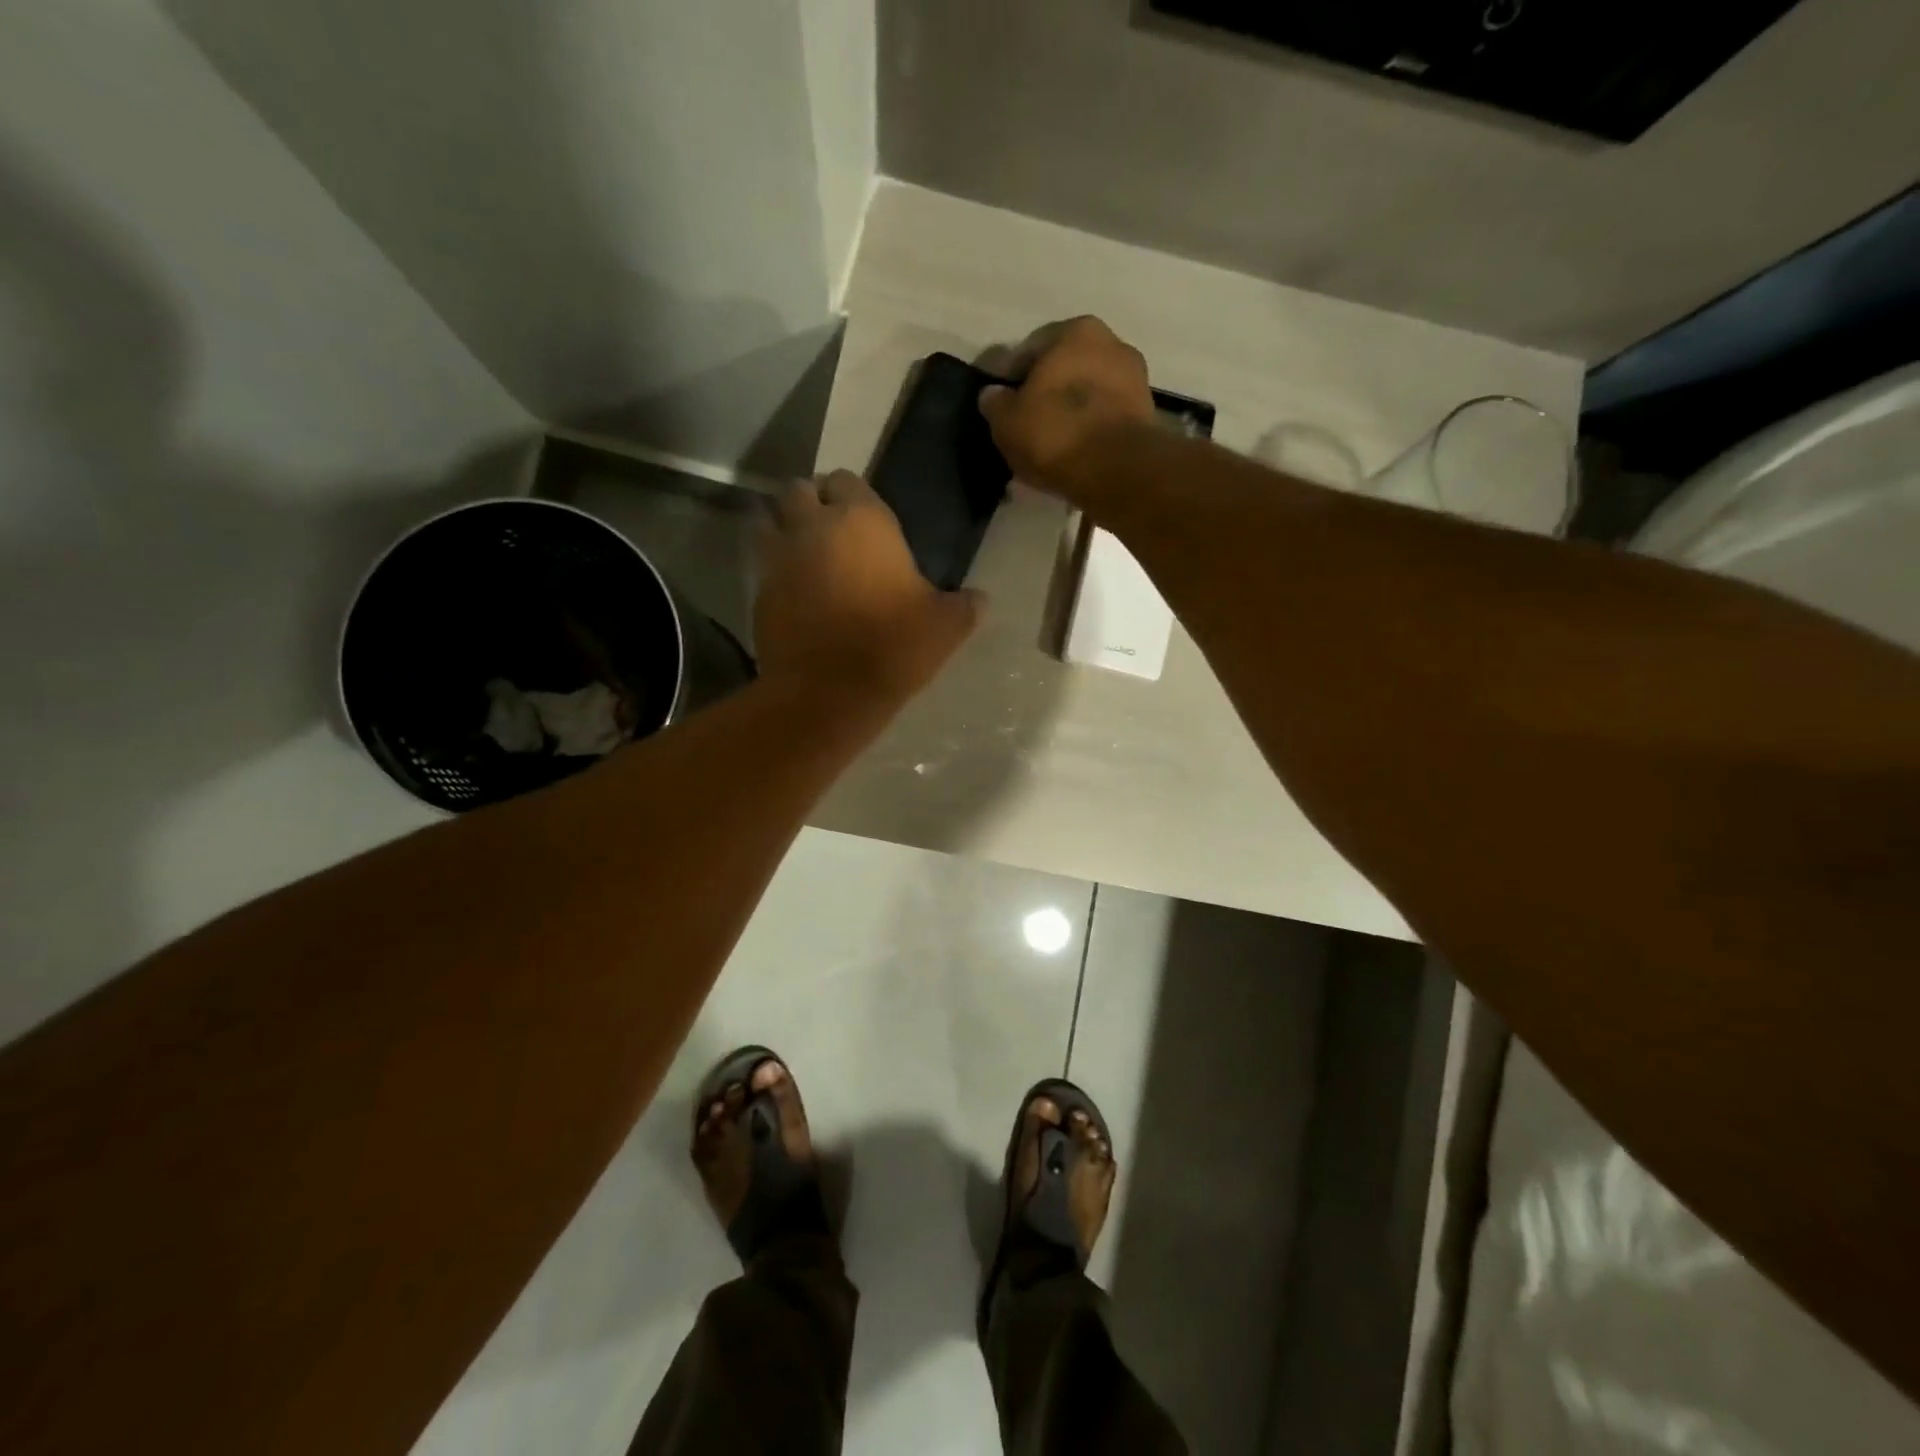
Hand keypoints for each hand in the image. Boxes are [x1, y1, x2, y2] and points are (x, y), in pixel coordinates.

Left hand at [755, 471, 982, 701]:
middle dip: (811, 503)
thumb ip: (964, 606)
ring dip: (785, 529)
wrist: (828, 692)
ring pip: (770, 520)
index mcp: (862, 520)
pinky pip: (763, 565)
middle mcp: (814, 526)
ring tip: (806, 555)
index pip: (847, 480)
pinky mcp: (758, 591)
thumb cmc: (892, 646)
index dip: (853, 496)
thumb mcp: (944, 627)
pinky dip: (775, 570)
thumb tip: (980, 600)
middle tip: (831, 532)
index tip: (864, 520)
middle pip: (800, 490)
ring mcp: (779, 557)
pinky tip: (795, 594)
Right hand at [977, 316, 1154, 502]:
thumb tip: (993, 395)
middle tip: (1029, 426)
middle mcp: (1112, 343)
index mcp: (1076, 330)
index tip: (1004, 407)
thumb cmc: (1056, 434)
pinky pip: (1107, 418)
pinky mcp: (1147, 415)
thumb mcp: (1007, 421)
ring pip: (1090, 393)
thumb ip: (996, 403)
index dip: (1013, 380)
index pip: (1032, 351)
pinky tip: (1078, 453)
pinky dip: (1092, 430)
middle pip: (1066, 370)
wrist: (1117, 471)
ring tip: (1054, 444)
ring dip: (1073, 413)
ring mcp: (1135, 379)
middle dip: (1048, 393)